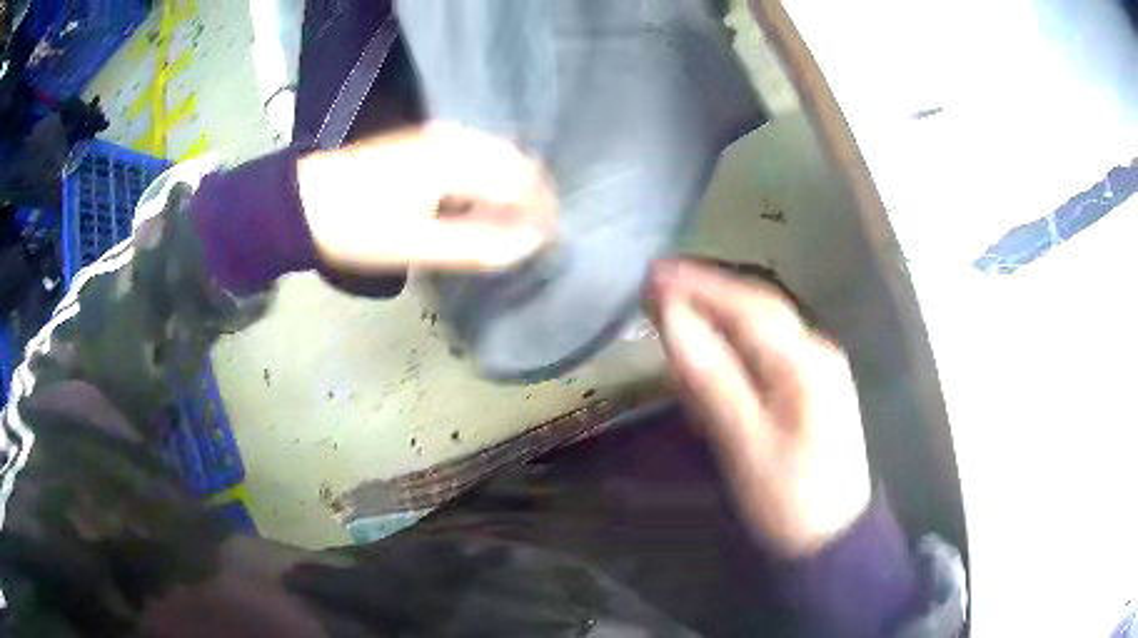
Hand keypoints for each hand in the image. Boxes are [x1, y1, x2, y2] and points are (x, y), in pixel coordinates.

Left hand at [297, 124, 556, 272]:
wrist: (302, 203)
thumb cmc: (356, 226)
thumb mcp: (416, 245)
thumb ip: (477, 244)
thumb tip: (530, 243)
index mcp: (454, 160)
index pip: (522, 181)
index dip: (544, 211)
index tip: (551, 241)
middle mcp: (453, 138)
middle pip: (516, 161)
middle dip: (534, 196)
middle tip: (533, 235)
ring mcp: (438, 135)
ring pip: (497, 154)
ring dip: (512, 186)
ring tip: (510, 223)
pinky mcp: (424, 140)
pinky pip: (475, 152)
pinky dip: (489, 177)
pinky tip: (478, 201)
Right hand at [647, 259, 871, 557]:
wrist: (832, 539)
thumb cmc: (789, 498)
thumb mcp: (745, 443)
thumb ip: (710, 377)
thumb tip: (671, 317)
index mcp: (806, 362)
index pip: (748, 306)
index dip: (700, 284)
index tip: (653, 273)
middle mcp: (817, 352)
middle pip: (758, 310)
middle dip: (707, 294)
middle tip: (655, 286)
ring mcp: (818, 370)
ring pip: (762, 331)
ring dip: (718, 319)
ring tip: (674, 311)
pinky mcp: (811, 390)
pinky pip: (768, 355)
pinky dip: (734, 348)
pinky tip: (712, 354)